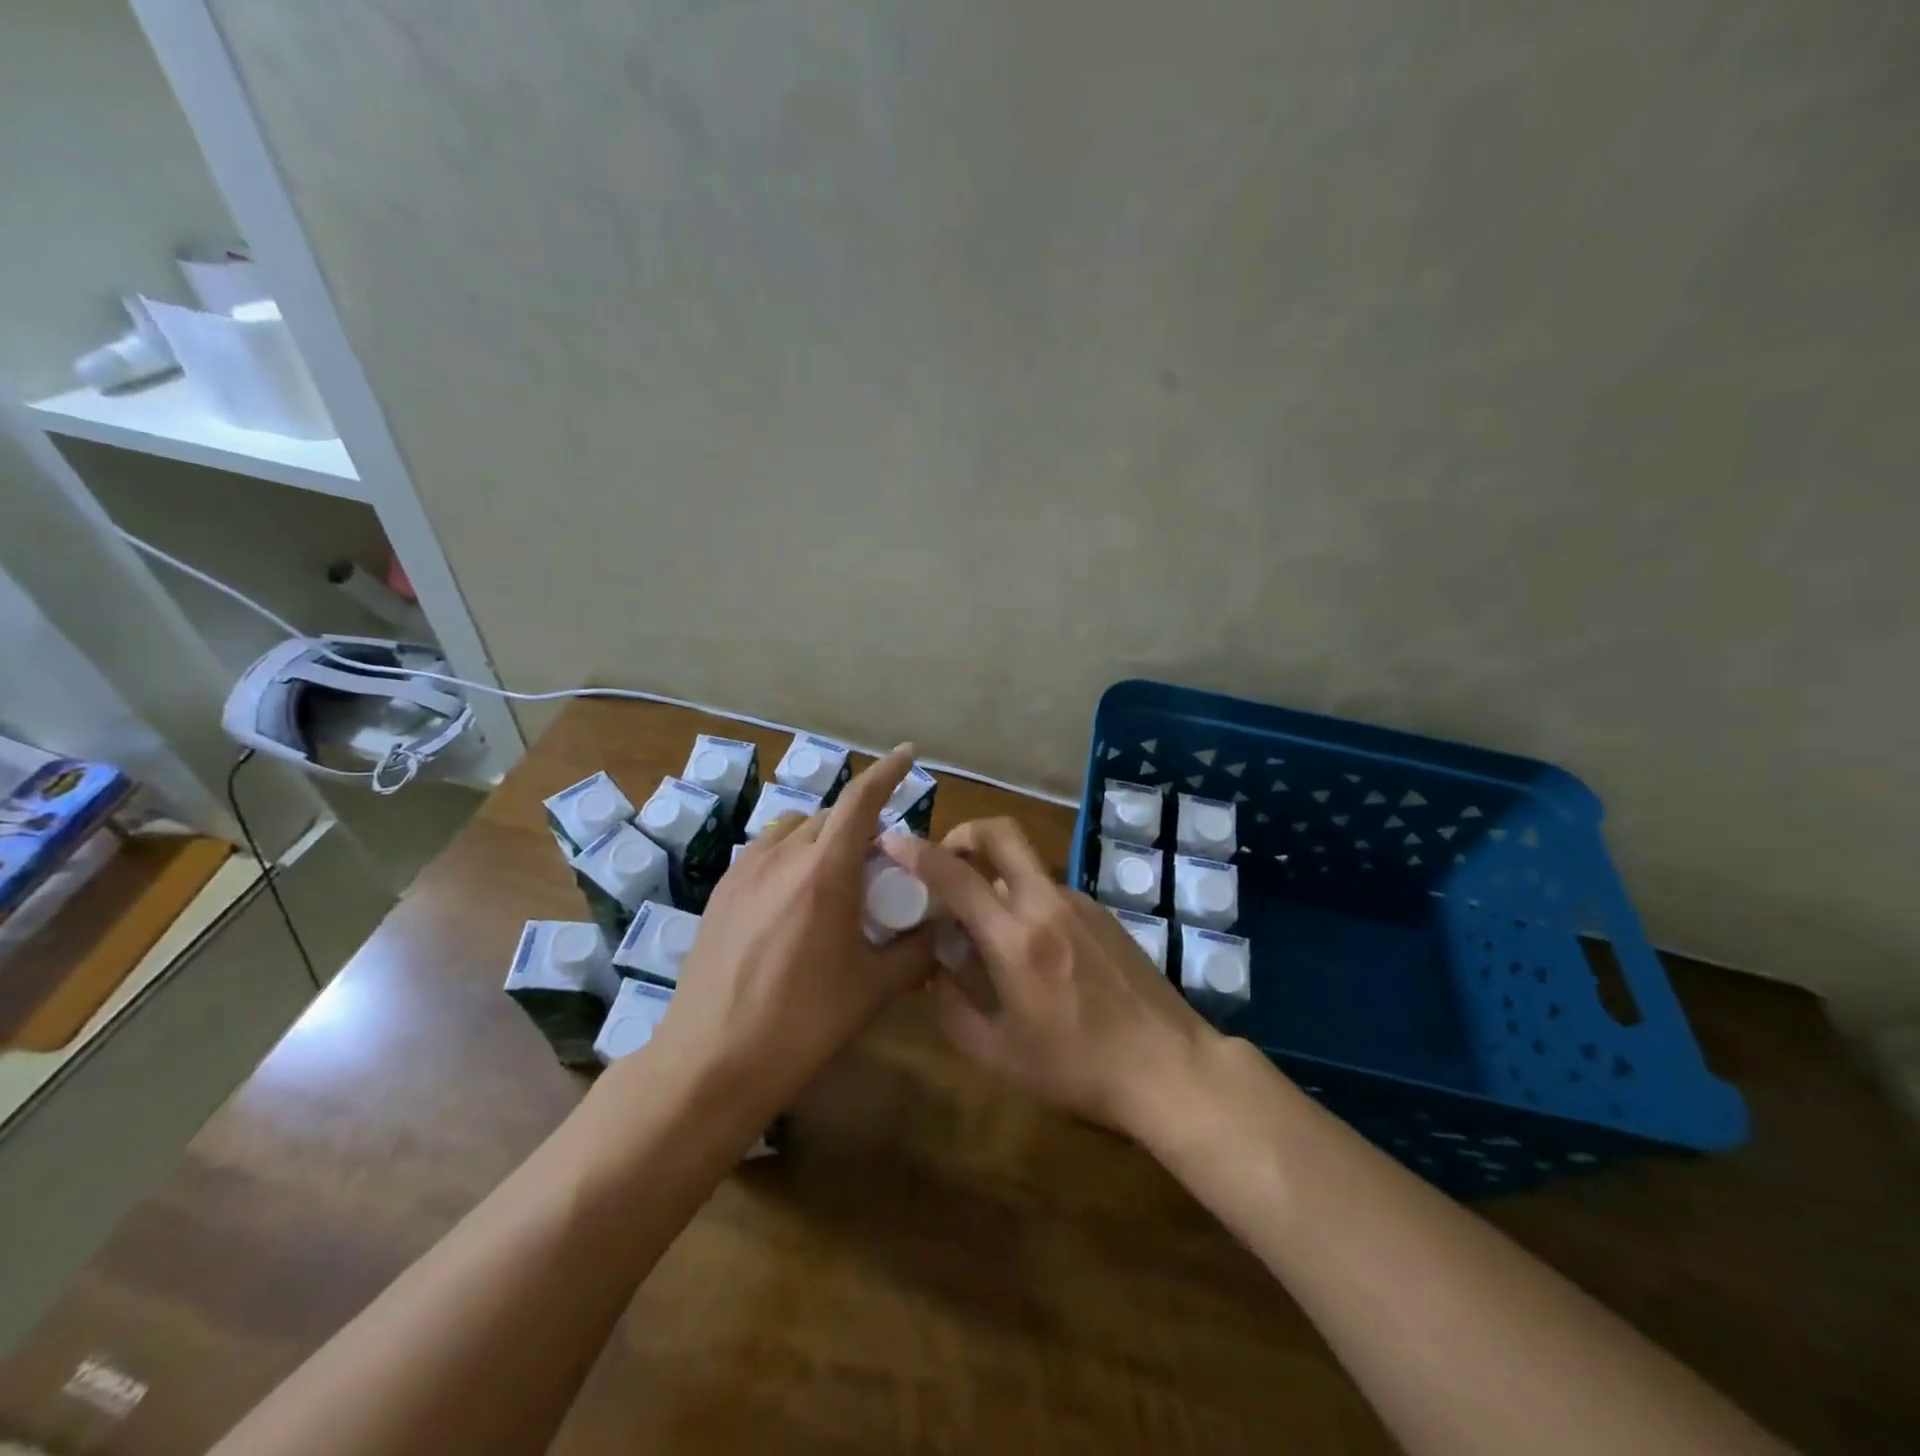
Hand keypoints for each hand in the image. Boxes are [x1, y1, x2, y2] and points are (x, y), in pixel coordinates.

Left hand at [632, 745, 935, 1121]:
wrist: (710, 1061)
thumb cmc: (801, 1022)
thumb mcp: (873, 989)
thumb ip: (916, 951)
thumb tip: (942, 929)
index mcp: (824, 872)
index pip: (861, 800)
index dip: (888, 770)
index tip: (909, 753)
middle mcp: (782, 856)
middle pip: (830, 815)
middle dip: (861, 822)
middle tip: (882, 858)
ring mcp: (744, 871)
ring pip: (795, 829)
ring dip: (823, 836)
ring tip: (837, 874)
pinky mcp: (721, 891)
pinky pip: (766, 852)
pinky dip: (792, 853)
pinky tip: (795, 896)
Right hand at [880, 818, 1216, 1137]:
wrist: (1167, 1065)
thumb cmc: (1078, 1067)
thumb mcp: (999, 1055)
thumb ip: (953, 1009)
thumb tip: (933, 970)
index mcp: (1015, 938)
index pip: (956, 876)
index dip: (918, 852)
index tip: (892, 841)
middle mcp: (1046, 904)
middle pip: (1002, 833)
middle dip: (965, 832)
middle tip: (946, 858)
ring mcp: (1079, 903)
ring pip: (1025, 865)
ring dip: (995, 874)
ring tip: (983, 922)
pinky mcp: (1102, 912)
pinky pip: (1050, 890)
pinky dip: (1025, 898)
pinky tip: (1029, 946)